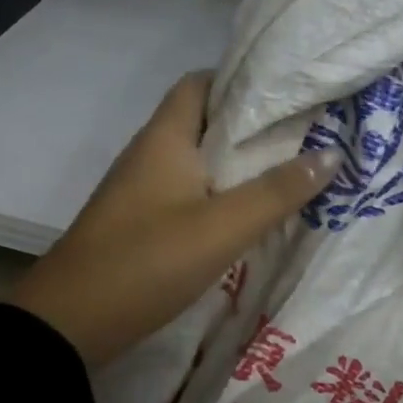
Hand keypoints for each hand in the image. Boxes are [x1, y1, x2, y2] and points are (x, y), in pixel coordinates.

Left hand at [7, 73, 342, 367]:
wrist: (71, 322)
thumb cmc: (147, 261)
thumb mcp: (222, 227)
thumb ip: (276, 192)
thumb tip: (331, 154)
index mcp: (164, 137)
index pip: (201, 83)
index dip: (242, 81)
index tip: (289, 94)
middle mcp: (149, 153)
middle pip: (203, 122)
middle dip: (251, 126)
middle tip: (305, 135)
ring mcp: (140, 190)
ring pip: (196, 161)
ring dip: (237, 164)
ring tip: (289, 171)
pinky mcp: (139, 222)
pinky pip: (186, 193)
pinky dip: (218, 195)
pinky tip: (247, 215)